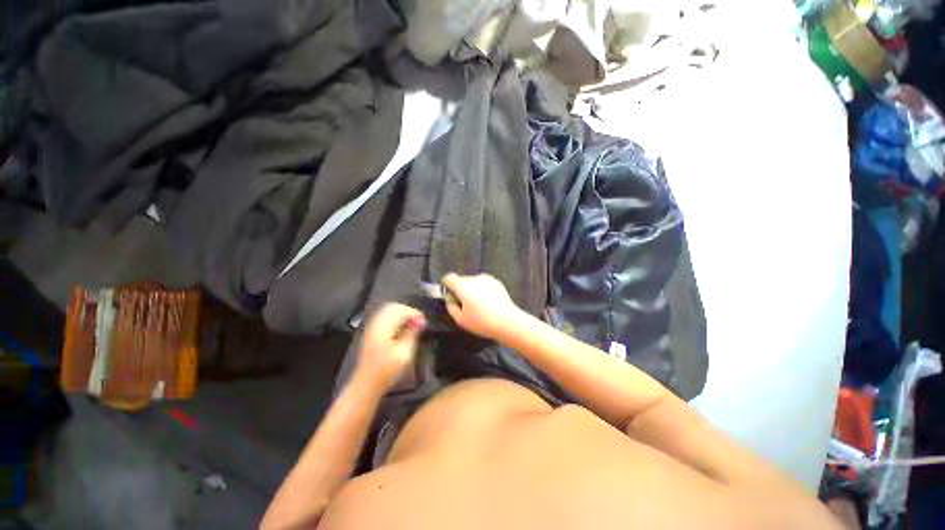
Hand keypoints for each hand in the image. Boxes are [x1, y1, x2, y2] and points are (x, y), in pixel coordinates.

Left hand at [354, 303, 425, 393]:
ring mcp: (371, 327)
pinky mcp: (371, 332)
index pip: (401, 310)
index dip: (415, 313)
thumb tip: (420, 321)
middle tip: (419, 321)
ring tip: (412, 324)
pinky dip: (395, 318)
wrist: (366, 384)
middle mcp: (376, 322)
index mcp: (383, 326)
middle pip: (393, 307)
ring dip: (402, 314)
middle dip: (408, 311)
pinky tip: (402, 328)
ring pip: (388, 310)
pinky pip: (384, 317)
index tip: (424, 322)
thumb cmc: (387, 370)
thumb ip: (412, 334)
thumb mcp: (404, 353)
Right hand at [442, 273, 521, 339]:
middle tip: (465, 305)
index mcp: (463, 286)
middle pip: (461, 280)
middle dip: (460, 289)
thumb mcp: (461, 320)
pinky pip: (484, 284)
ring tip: (478, 305)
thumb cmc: (482, 322)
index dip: (447, 285)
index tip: (449, 295)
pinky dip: (482, 290)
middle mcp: (474, 278)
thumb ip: (451, 307)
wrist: (508, 321)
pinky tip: (488, 303)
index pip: (449, 277)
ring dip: (472, 289)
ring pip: (473, 282)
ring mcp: (487, 278)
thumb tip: (450, 299)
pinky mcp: (497, 282)